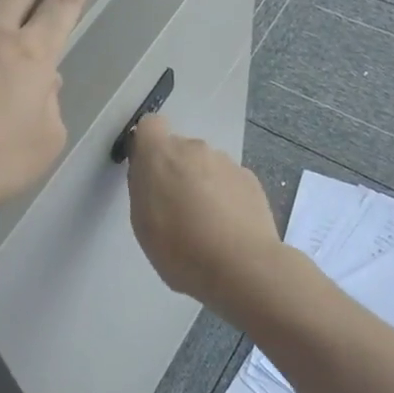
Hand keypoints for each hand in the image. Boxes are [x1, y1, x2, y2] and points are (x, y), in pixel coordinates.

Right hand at [127, 115, 283, 321]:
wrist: (243, 267)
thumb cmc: (180, 248)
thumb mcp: (142, 222)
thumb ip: (143, 187)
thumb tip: (151, 173)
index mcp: (160, 154)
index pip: (150, 125)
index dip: (147, 145)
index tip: (148, 173)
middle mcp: (194, 148)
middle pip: (179, 148)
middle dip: (176, 170)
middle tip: (177, 208)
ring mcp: (226, 161)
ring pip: (206, 165)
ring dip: (202, 184)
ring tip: (207, 224)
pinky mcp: (250, 179)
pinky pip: (229, 181)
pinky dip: (226, 196)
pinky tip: (229, 228)